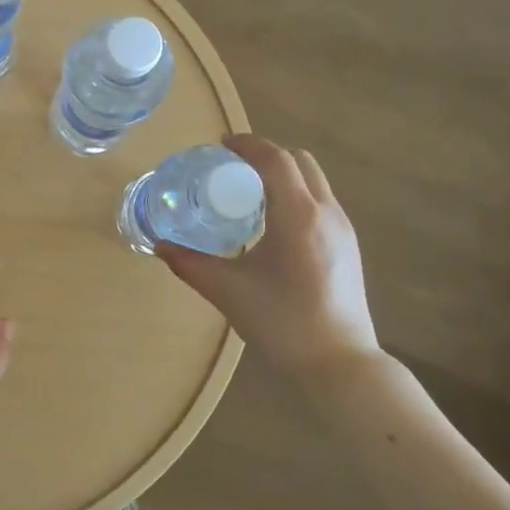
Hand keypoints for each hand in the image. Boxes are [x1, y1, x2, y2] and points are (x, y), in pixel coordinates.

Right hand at [156, 134, 379, 375]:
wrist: (340, 365)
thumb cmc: (282, 323)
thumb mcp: (228, 291)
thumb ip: (191, 264)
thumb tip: (160, 246)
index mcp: (297, 216)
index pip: (275, 159)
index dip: (247, 145)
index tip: (221, 145)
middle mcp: (326, 212)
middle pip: (300, 161)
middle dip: (266, 156)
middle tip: (233, 170)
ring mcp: (343, 229)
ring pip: (314, 180)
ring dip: (283, 175)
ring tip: (250, 195)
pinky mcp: (348, 246)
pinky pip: (321, 201)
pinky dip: (296, 195)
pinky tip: (273, 225)